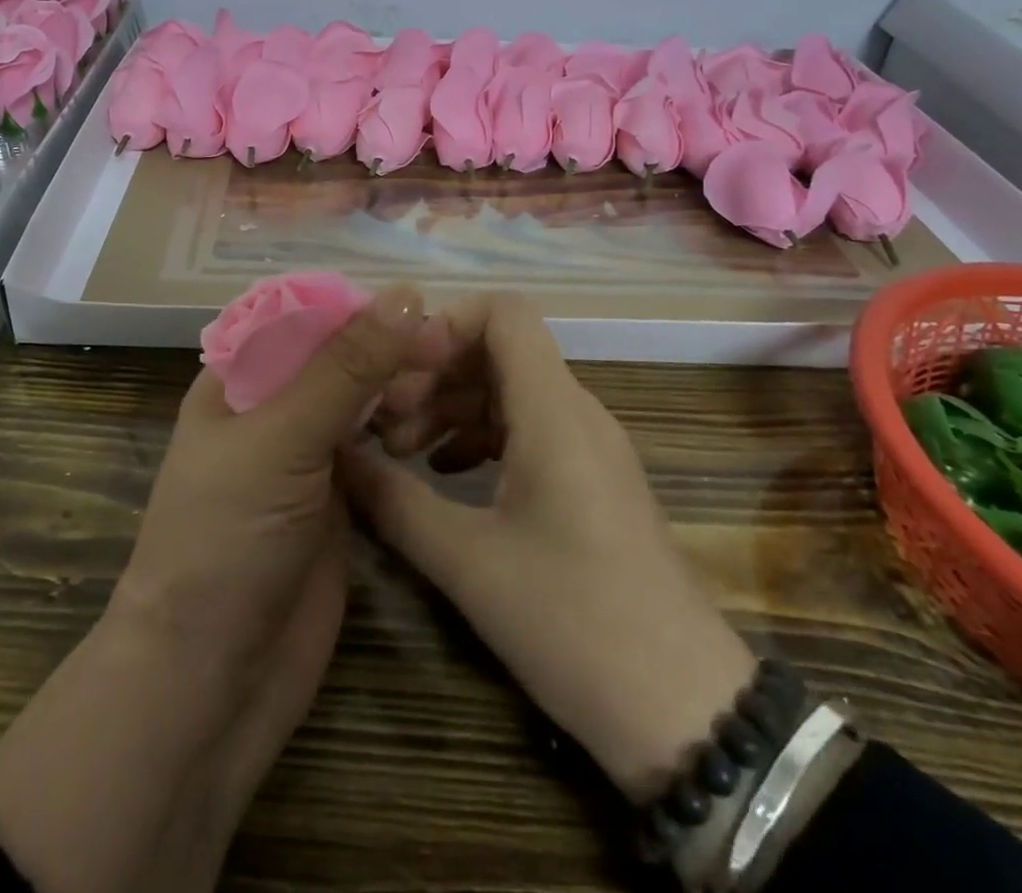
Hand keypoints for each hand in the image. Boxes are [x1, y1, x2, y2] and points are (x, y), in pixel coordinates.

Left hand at [0, 284, 433, 892]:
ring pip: (360, 399)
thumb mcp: (281, 439)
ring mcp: (305, 456)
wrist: (211, 681)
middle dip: (387, 347)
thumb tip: (406, 294)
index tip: (421, 307)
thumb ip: (344, 367)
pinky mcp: (337, 500)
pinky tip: (436, 425)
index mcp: (238, 379)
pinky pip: (374, 447)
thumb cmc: (226, 540)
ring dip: (398, 387)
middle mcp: (271, 408)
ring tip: (444, 388)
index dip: (359, 306)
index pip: (304, 316)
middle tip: (447, 354)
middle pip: (338, 355)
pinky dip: (402, 430)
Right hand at [342, 292, 756, 800]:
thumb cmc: (573, 621)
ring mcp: (589, 445)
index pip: (503, 311)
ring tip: (403, 452)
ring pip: (510, 389)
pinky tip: (445, 475)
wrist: (684, 710)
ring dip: (452, 406)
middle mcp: (576, 411)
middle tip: (385, 423)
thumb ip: (393, 500)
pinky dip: (479, 435)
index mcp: (553, 410)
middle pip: (498, 349)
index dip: (445, 323)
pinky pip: (528, 427)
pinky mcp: (592, 479)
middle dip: (435, 373)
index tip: (399, 372)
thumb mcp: (467, 562)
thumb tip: (337, 455)